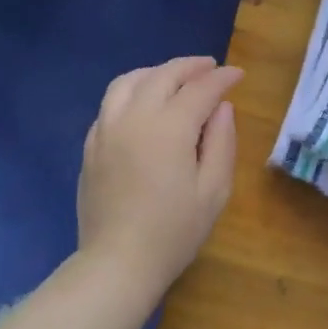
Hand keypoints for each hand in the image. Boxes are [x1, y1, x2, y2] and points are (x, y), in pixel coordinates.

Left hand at [78, 56, 241, 288]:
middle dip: (190, 67)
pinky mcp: (90, 146)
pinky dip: (131, 93)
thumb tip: (222, 108)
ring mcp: (105, 129)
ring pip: (128, 82)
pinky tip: (142, 106)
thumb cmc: (174, 232)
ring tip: (174, 79)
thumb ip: (221, 143)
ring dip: (155, 73)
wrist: (118, 261)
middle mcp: (133, 117)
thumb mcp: (213, 191)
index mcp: (169, 128)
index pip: (199, 89)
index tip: (238, 75)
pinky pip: (109, 104)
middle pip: (162, 76)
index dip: (222, 79)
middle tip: (210, 68)